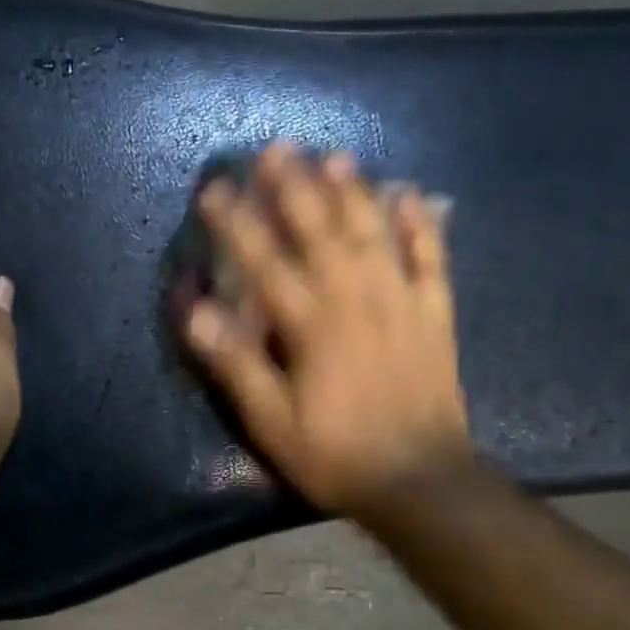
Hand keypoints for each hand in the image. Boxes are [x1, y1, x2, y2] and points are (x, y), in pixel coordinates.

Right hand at [182, 141, 470, 521]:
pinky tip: (414, 195)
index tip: (216, 188)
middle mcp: (356, 301)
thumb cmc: (335, 454)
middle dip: (296, 188)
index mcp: (312, 326)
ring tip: (335, 157)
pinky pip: (431, 262)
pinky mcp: (434, 317)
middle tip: (277, 147)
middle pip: (322, 233)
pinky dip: (424, 227)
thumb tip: (195, 310)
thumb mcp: (272, 422)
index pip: (266, 263)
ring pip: (375, 236)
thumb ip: (235, 363)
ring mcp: (401, 304)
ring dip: (354, 193)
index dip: (238, 224)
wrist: (420, 482)